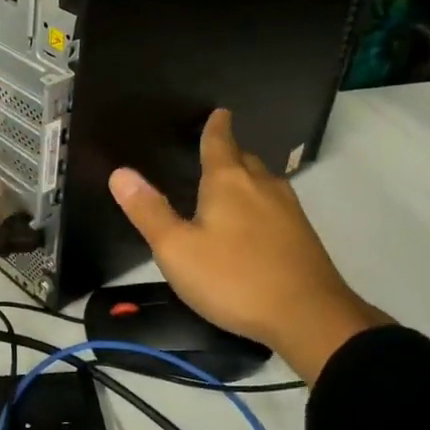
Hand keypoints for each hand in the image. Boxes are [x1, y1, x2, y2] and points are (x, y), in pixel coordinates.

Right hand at [107, 109, 391, 383]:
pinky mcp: (302, 237)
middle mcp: (262, 187)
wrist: (309, 318)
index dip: (216, 126)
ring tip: (230, 183)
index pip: (220, 142)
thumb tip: (120, 173)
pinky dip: (260, 203)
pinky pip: (276, 205)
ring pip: (264, 182)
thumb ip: (148, 211)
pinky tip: (254, 222)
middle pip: (245, 159)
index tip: (220, 111)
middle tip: (215, 150)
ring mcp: (288, 211)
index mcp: (228, 182)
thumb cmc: (233, 278)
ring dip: (247, 177)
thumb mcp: (177, 249)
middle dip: (230, 152)